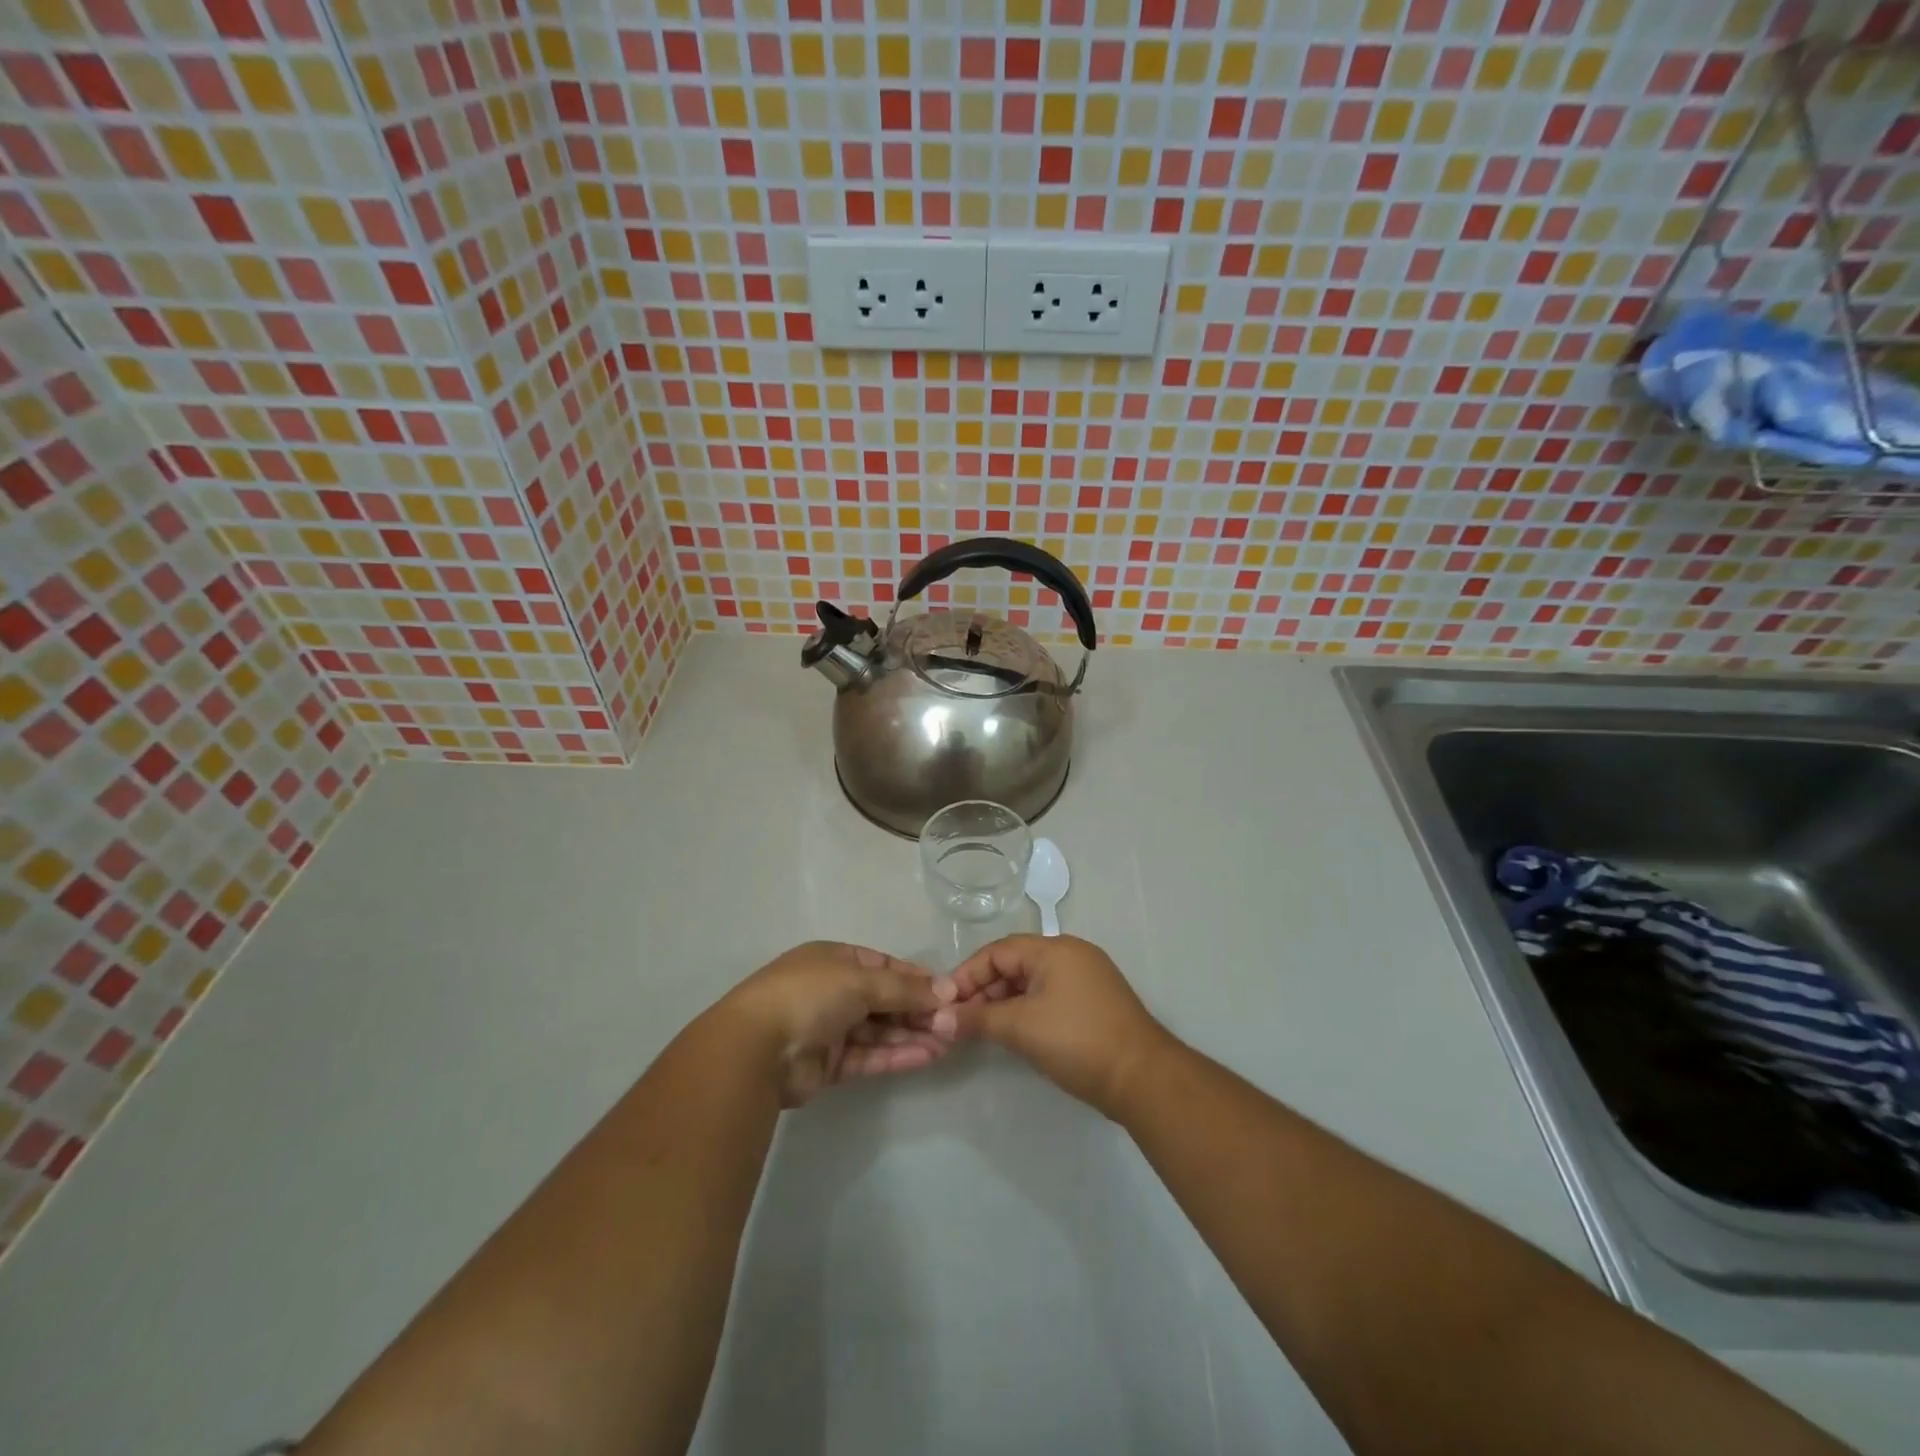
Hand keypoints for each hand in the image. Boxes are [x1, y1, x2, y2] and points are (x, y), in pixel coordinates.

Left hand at [721, 942, 959, 1105]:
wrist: (756, 1049)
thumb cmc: (809, 996)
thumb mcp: (861, 981)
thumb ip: (904, 989)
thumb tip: (947, 990)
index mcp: (834, 959)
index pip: (884, 965)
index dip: (915, 978)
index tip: (948, 991)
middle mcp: (832, 990)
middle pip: (884, 999)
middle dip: (917, 1010)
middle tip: (954, 1022)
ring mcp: (829, 1028)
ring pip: (879, 1030)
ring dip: (911, 1034)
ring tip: (948, 1042)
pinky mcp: (828, 1064)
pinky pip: (869, 1055)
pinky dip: (896, 1055)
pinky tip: (926, 1056)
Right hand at [947, 935, 1175, 1116]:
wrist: (1142, 1078)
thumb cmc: (1077, 1041)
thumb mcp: (1020, 1027)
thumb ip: (977, 1019)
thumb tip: (938, 1019)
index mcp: (1054, 949)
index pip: (998, 951)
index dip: (967, 974)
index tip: (944, 1002)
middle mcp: (1071, 954)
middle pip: (1014, 963)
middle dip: (983, 990)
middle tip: (959, 1020)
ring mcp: (1086, 978)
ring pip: (1031, 982)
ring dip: (1003, 1002)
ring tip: (980, 1029)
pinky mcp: (1094, 1003)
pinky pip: (1049, 996)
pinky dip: (1026, 1010)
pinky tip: (1012, 1033)